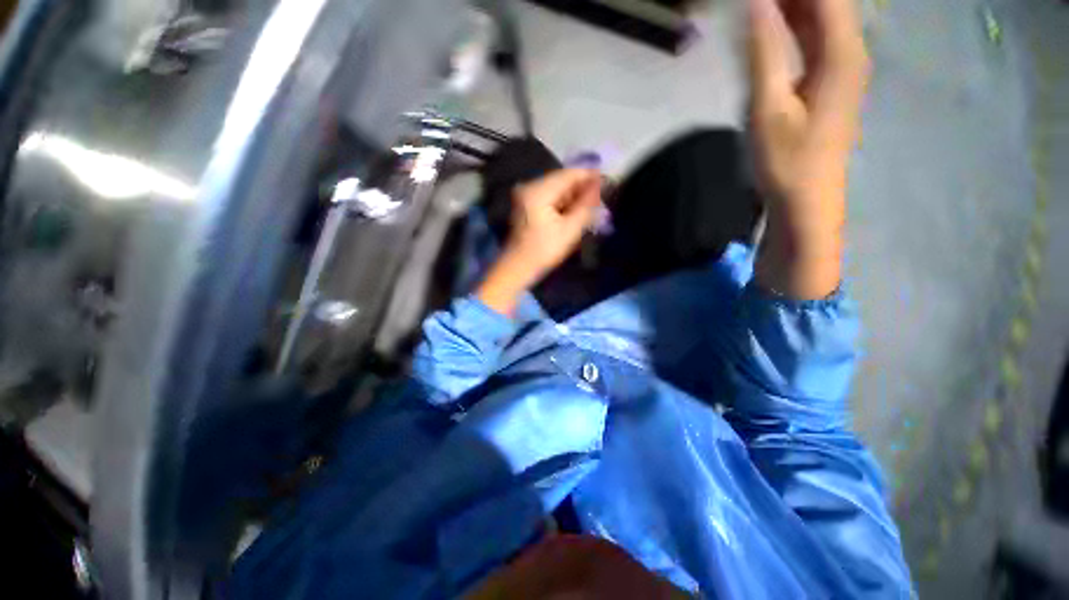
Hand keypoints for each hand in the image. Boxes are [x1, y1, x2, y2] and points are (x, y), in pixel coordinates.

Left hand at [477, 169, 601, 316]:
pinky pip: (550, 197)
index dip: (590, 176)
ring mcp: (526, 195)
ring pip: (557, 189)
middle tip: (602, 197)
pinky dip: (563, 202)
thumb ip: (586, 205)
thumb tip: (600, 185)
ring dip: (574, 196)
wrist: (517, 268)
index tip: (608, 181)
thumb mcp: (570, 229)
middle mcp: (530, 186)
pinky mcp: (526, 204)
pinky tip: (576, 210)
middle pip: (562, 180)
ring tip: (592, 205)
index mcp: (538, 191)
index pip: (569, 174)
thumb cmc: (544, 251)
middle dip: (582, 187)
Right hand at [748, 0, 869, 298]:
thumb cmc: (787, 161)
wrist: (806, 200)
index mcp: (841, 52)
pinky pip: (816, 37)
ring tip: (759, 5)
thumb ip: (763, 52)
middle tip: (753, 1)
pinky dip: (795, 23)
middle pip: (827, 1)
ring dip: (793, 4)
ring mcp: (843, 66)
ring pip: (822, 16)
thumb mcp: (768, 108)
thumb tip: (756, 2)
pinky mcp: (830, 81)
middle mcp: (850, 50)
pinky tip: (773, 21)